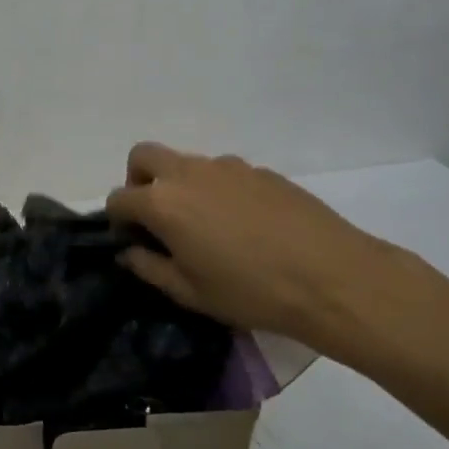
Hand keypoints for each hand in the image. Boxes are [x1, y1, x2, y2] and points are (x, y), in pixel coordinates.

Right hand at [105, 143, 448, 375]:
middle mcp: (189, 173)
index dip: (118, 220)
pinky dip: (217, 190)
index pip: (119, 198)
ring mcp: (227, 166)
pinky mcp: (260, 170)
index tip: (133, 242)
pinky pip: (223, 173)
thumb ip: (149, 267)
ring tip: (206, 227)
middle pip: (143, 157)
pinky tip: (243, 225)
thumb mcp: (190, 292)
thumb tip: (129, 252)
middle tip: (156, 217)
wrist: (331, 277)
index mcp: (163, 203)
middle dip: (138, 181)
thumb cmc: (250, 291)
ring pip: (186, 163)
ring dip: (181, 185)